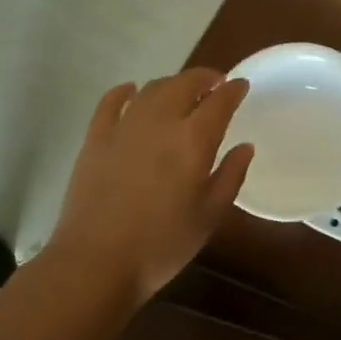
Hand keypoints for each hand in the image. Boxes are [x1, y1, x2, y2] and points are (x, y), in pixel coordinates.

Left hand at [42, 69, 252, 309]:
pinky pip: (111, 101)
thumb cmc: (162, 244)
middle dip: (204, 77)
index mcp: (193, 139)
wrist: (96, 262)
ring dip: (172, 84)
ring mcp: (124, 126)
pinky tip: (131, 91)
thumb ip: (230, 176)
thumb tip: (245, 147)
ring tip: (181, 92)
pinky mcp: (96, 137)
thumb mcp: (209, 216)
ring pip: (152, 88)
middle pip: (185, 83)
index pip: (220, 101)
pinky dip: (125, 91)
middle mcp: (160, 121)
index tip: (241, 85)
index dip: (233, 89)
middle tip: (215, 83)